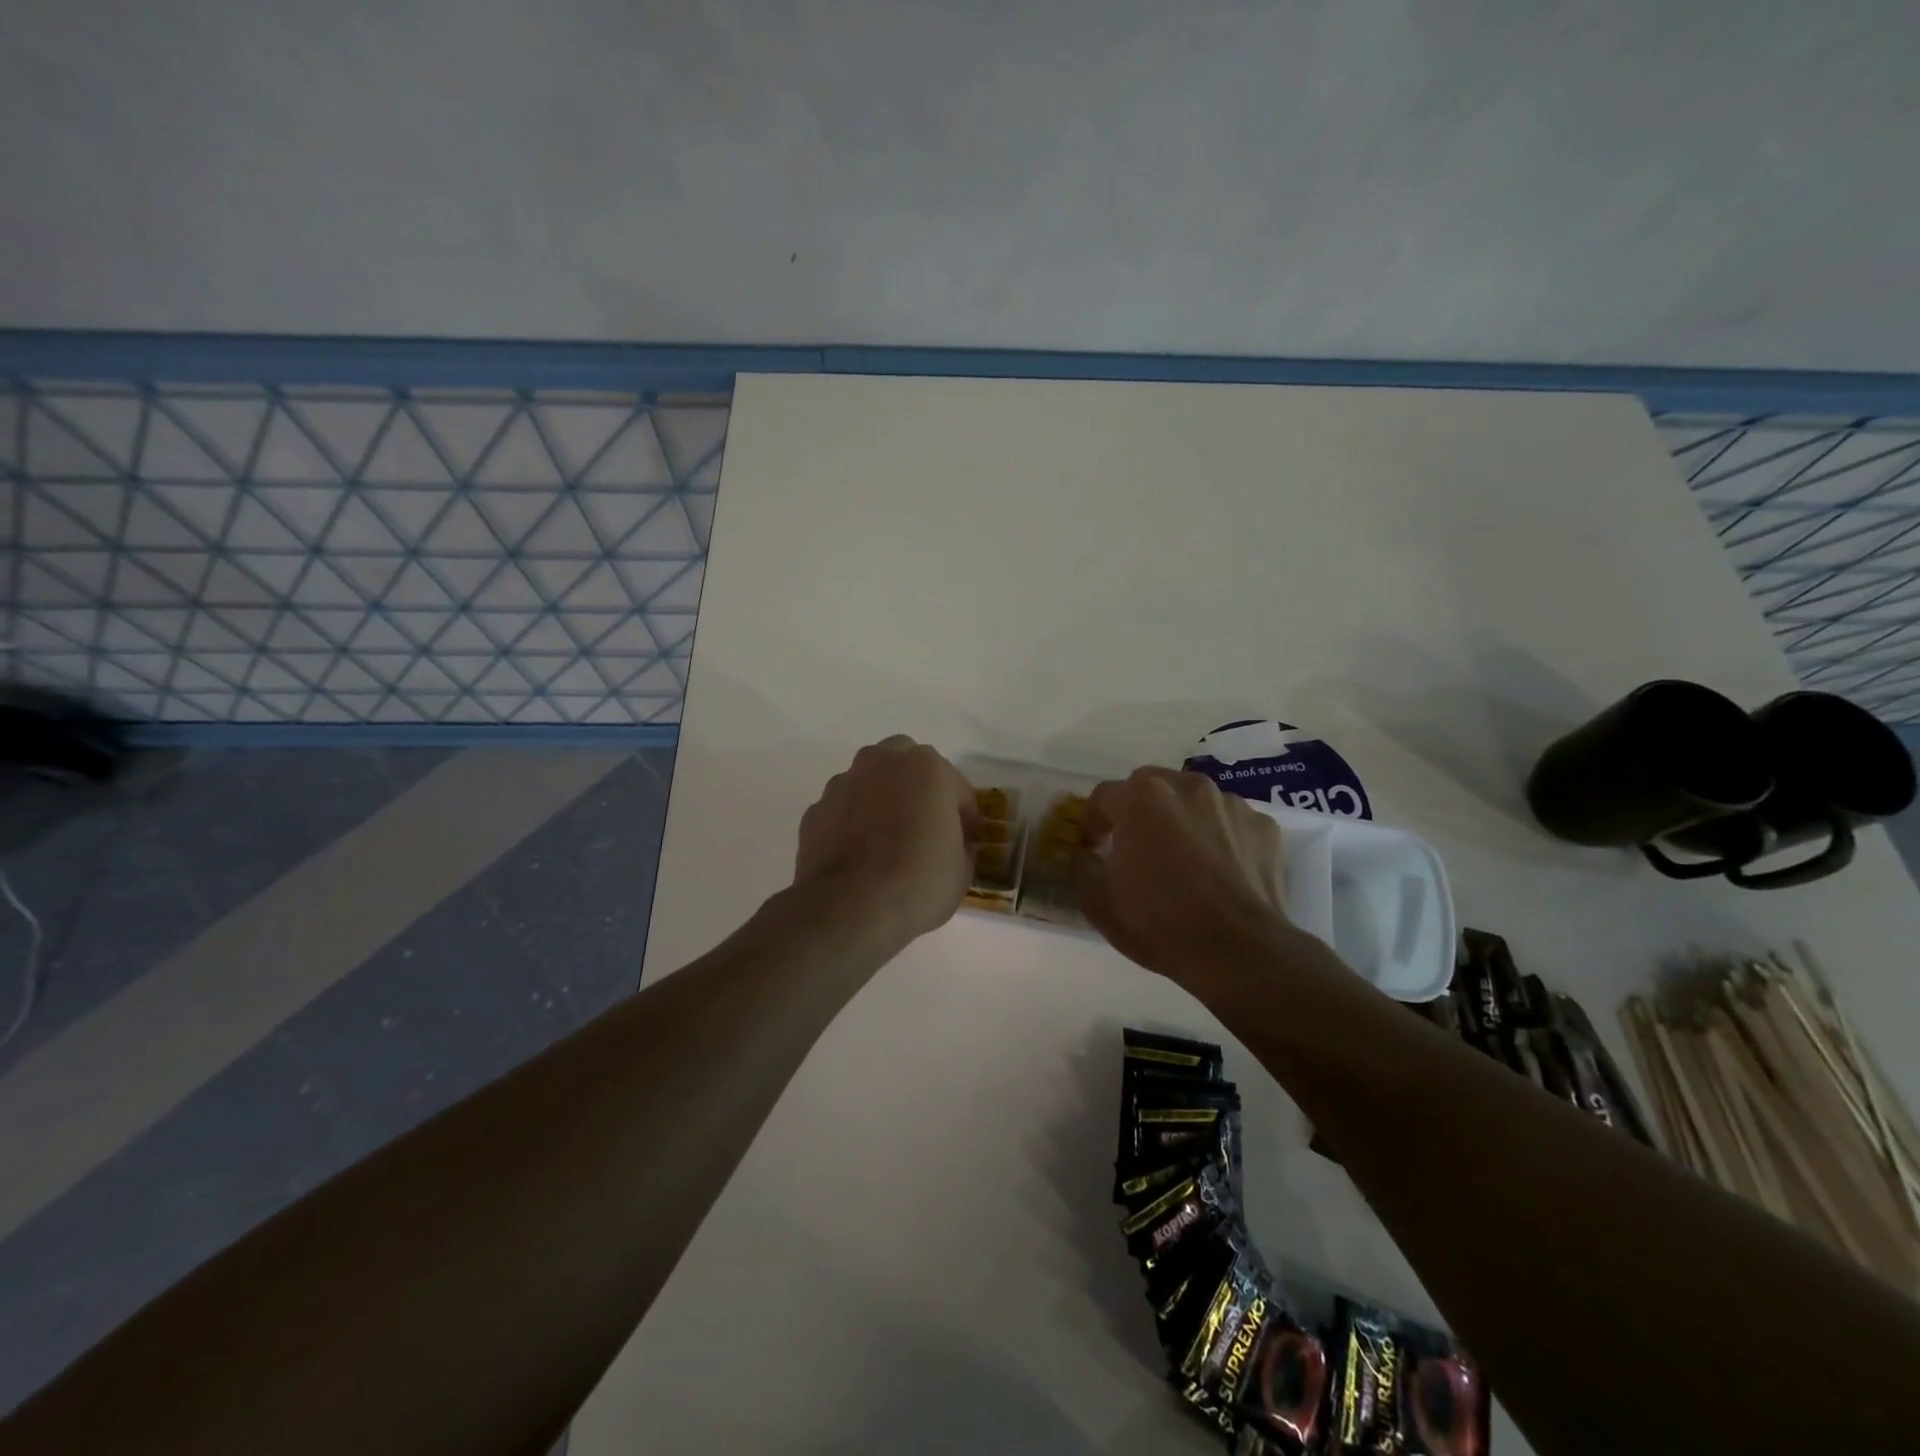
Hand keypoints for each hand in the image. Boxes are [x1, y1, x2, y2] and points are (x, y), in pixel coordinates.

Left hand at [794, 736, 980, 943]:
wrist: (849, 908)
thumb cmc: (918, 882)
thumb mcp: (962, 870)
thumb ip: (960, 844)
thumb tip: (951, 844)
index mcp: (927, 768)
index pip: (957, 788)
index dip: (966, 817)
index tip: (968, 841)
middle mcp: (882, 763)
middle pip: (907, 765)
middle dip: (918, 788)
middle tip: (926, 825)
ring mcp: (843, 784)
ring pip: (870, 782)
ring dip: (882, 801)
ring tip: (888, 841)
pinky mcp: (816, 811)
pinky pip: (844, 810)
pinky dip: (853, 823)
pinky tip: (859, 855)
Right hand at [1075, 767, 1291, 987]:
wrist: (1239, 952)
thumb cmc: (1160, 922)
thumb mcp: (1098, 901)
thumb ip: (1081, 865)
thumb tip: (1084, 852)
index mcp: (1141, 797)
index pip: (1103, 796)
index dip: (1093, 821)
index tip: (1093, 846)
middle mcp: (1187, 786)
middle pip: (1151, 787)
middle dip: (1138, 811)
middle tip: (1137, 847)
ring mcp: (1230, 803)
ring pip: (1193, 800)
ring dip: (1181, 819)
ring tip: (1182, 858)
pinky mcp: (1263, 825)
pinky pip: (1229, 822)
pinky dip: (1220, 836)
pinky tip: (1219, 869)